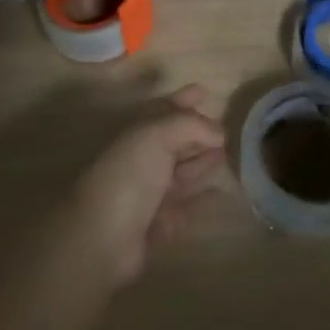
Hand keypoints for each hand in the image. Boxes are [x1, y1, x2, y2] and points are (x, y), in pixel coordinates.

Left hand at [69, 86, 227, 287]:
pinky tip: (220, 193)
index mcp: (135, 134)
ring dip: (202, 163)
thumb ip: (189, 125)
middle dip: (197, 133)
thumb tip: (218, 131)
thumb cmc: (128, 176)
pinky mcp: (157, 225)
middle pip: (173, 141)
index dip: (181, 100)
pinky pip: (185, 207)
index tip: (204, 92)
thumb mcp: (156, 135)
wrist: (102, 238)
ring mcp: (147, 194)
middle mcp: (140, 161)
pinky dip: (202, 199)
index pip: (161, 110)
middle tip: (225, 129)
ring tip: (226, 155)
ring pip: (180, 173)